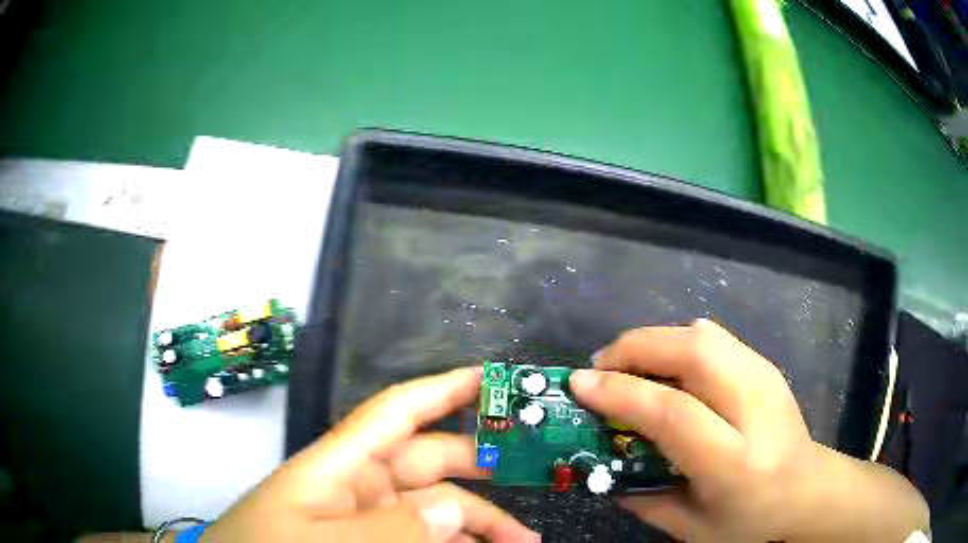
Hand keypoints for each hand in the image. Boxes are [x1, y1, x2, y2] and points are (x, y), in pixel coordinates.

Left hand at [203, 367, 538, 542]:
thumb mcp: (322, 540)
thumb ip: (389, 528)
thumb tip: (452, 507)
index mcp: (340, 465)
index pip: (398, 411)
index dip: (444, 388)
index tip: (492, 379)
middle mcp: (361, 484)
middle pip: (432, 462)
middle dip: (484, 467)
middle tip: (535, 475)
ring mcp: (370, 517)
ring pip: (437, 506)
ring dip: (480, 520)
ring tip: (522, 540)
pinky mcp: (375, 540)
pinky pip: (426, 535)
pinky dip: (458, 542)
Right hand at [569, 320, 928, 542]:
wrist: (809, 491)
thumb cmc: (750, 522)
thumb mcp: (690, 528)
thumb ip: (641, 498)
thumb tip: (598, 463)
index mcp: (734, 462)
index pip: (673, 413)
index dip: (621, 392)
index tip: (579, 384)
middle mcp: (755, 409)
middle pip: (693, 351)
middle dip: (636, 348)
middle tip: (600, 368)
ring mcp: (766, 378)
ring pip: (703, 333)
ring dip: (655, 340)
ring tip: (627, 365)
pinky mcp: (767, 366)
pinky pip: (715, 338)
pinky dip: (678, 342)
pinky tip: (666, 369)